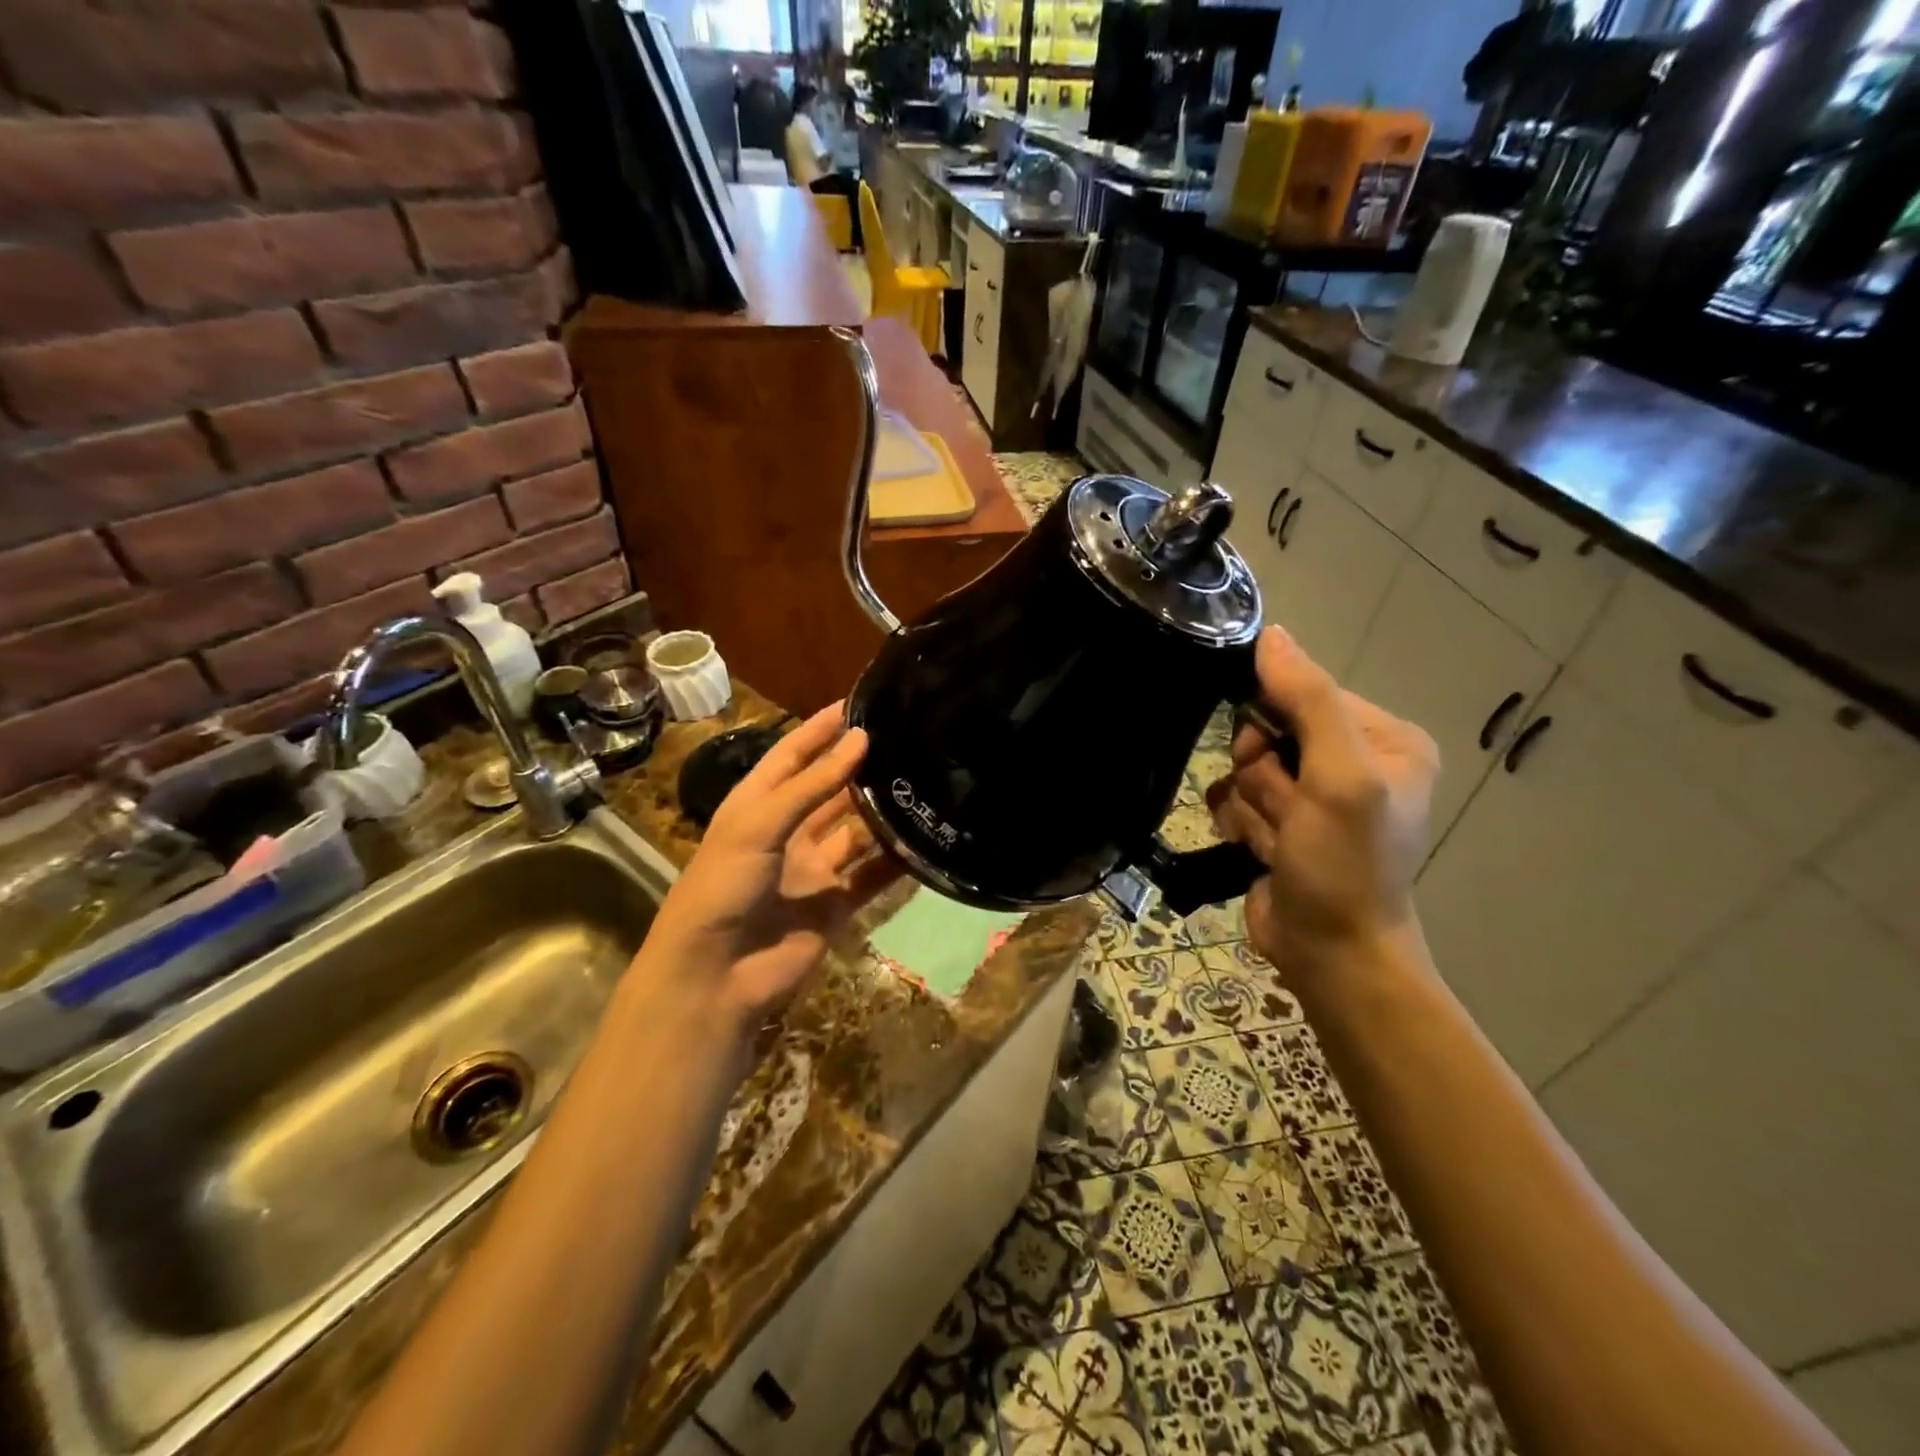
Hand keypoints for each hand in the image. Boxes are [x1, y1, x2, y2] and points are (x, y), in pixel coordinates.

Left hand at [639, 704, 902, 1028]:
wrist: (715, 975)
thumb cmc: (723, 886)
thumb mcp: (760, 824)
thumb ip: (812, 784)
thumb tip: (861, 740)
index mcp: (757, 806)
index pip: (792, 755)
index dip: (819, 730)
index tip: (856, 704)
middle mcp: (787, 832)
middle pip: (829, 791)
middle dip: (859, 768)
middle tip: (903, 741)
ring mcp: (813, 869)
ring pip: (856, 831)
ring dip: (882, 811)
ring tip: (921, 782)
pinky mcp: (835, 904)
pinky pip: (872, 876)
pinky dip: (895, 862)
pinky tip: (923, 841)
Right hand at [1206, 627, 1437, 972]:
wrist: (1329, 954)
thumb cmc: (1346, 865)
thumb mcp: (1339, 777)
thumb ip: (1308, 701)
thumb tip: (1271, 633)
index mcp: (1384, 739)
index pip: (1304, 693)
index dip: (1273, 721)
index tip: (1269, 759)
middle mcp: (1350, 761)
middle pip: (1268, 732)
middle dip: (1261, 774)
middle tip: (1282, 809)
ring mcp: (1310, 796)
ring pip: (1244, 769)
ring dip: (1250, 806)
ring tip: (1275, 841)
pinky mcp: (1279, 823)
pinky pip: (1234, 799)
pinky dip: (1239, 824)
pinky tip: (1259, 851)